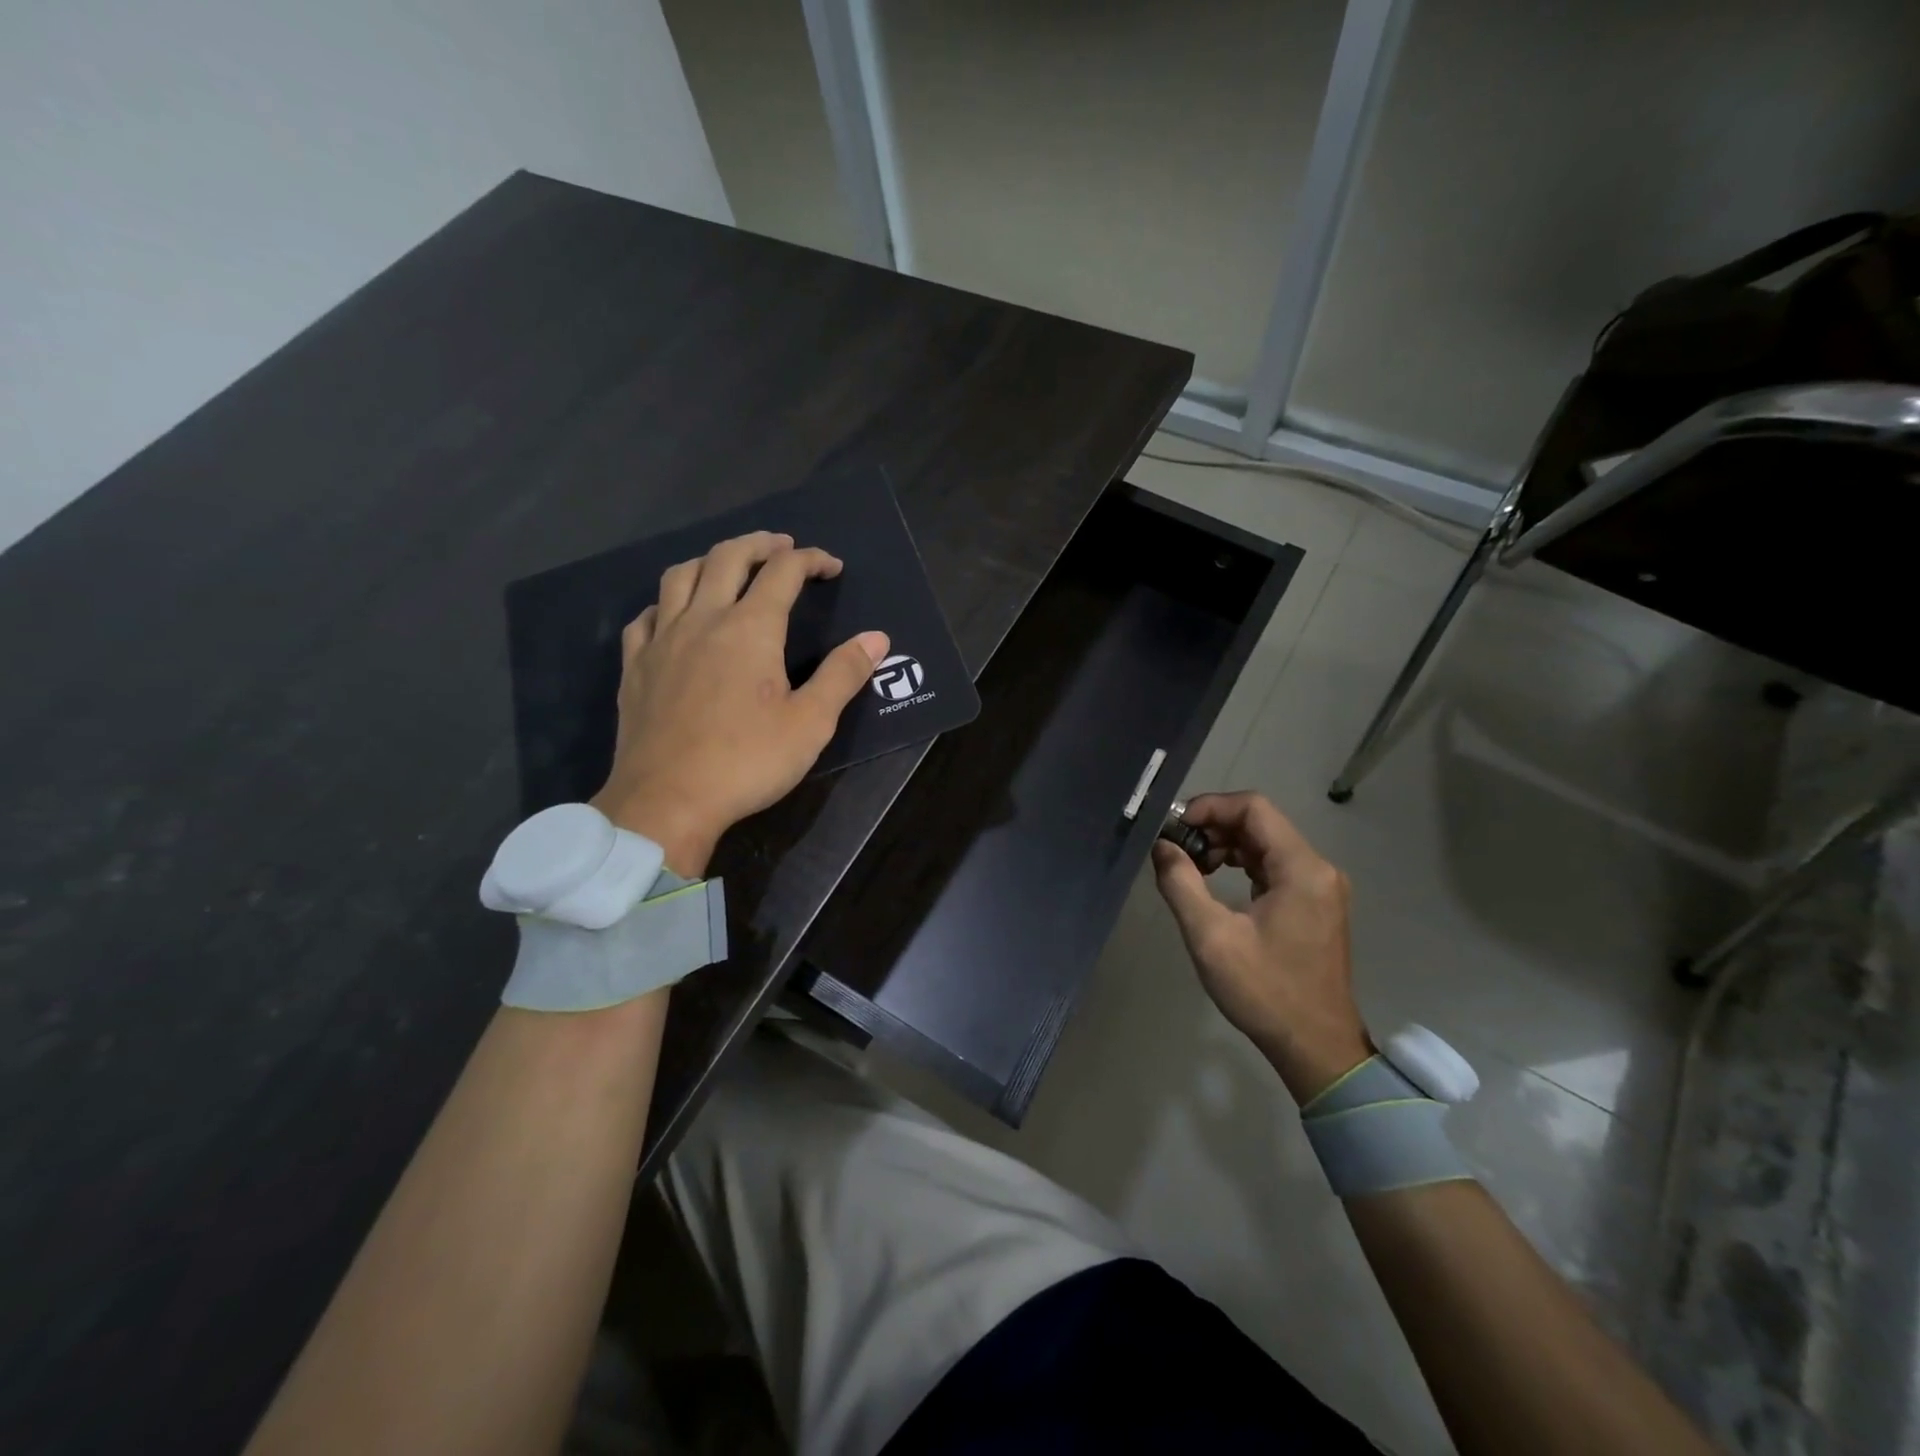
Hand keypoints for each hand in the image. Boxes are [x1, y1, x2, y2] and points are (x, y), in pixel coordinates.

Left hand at [589, 531, 888, 875]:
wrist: (667, 801)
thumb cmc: (747, 762)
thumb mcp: (811, 723)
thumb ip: (843, 674)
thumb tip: (877, 637)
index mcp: (750, 629)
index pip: (783, 572)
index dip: (811, 560)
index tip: (832, 566)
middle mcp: (703, 620)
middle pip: (727, 557)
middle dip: (760, 544)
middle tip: (782, 546)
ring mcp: (662, 640)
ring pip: (680, 575)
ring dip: (710, 560)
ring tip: (729, 566)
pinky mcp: (635, 666)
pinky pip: (646, 616)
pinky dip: (667, 602)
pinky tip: (674, 615)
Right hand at [1150, 792, 1371, 1103]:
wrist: (1316, 1047)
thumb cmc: (1264, 992)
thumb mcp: (1211, 937)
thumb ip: (1181, 883)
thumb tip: (1161, 846)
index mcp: (1302, 869)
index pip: (1254, 808)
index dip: (1210, 807)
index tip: (1175, 827)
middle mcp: (1318, 868)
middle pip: (1260, 823)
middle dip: (1213, 826)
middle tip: (1176, 848)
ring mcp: (1320, 886)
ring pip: (1266, 843)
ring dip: (1225, 845)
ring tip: (1190, 865)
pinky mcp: (1314, 903)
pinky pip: (1274, 866)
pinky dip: (1241, 864)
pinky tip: (1214, 880)